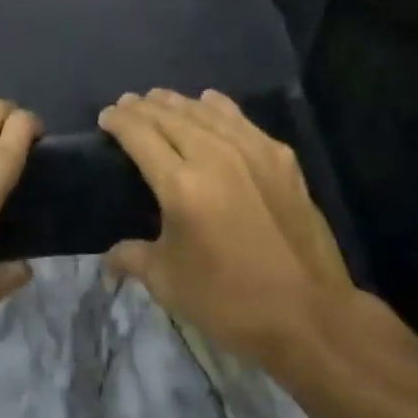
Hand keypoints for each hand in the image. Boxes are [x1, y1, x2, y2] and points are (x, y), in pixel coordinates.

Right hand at [100, 89, 359, 367]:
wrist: (312, 316)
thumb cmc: (231, 303)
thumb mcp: (170, 284)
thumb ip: (133, 258)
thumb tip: (107, 259)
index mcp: (181, 185)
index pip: (139, 134)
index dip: (118, 121)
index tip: (106, 117)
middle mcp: (213, 155)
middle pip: (169, 114)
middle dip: (142, 106)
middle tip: (127, 105)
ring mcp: (250, 150)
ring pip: (203, 109)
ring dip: (176, 102)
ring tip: (159, 100)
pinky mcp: (279, 156)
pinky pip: (239, 118)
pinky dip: (216, 107)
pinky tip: (209, 103)